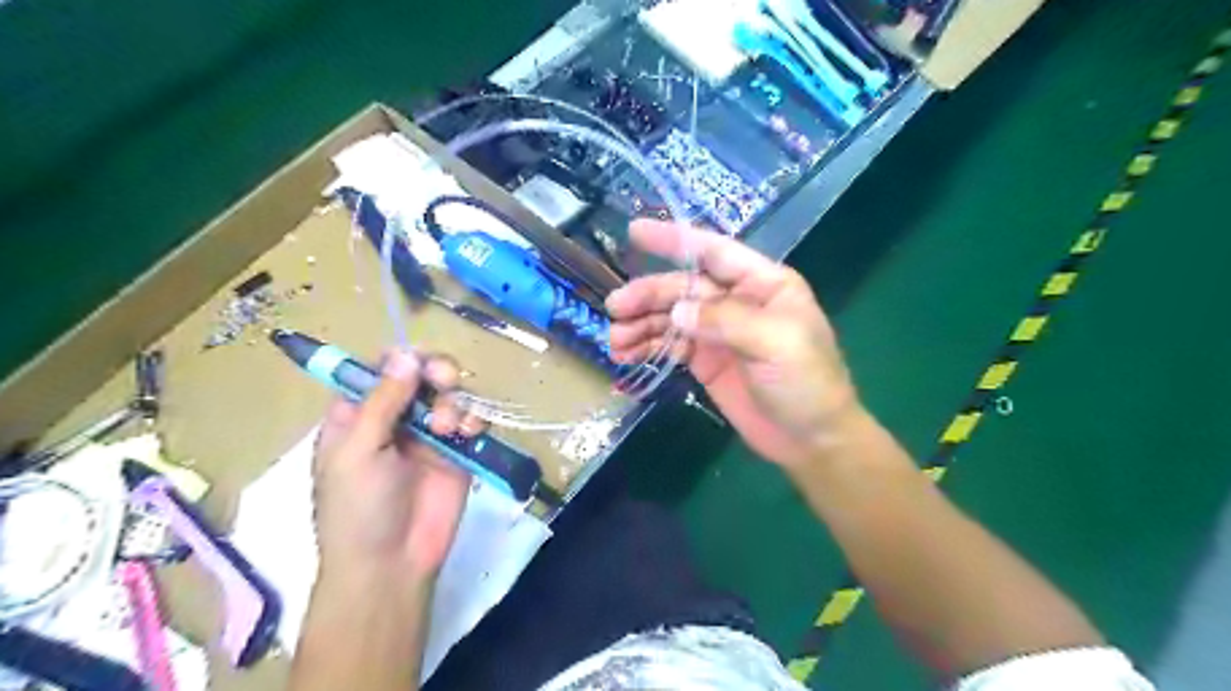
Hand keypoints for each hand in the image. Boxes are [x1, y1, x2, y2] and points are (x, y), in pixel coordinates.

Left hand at [314, 350, 481, 588]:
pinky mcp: (459, 451)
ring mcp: (430, 434)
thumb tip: (406, 354)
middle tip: (444, 380)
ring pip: (452, 393)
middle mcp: (396, 418)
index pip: (380, 369)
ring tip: (450, 427)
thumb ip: (383, 401)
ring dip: (455, 400)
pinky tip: (467, 435)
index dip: (400, 358)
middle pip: (422, 374)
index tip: (417, 362)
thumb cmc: (357, 509)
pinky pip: (473, 421)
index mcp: (359, 415)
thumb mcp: (357, 452)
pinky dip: (474, 420)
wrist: (391, 565)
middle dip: (436, 371)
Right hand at [607, 221, 857, 470]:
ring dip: (641, 324)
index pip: (714, 252)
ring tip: (615, 340)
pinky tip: (627, 355)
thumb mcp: (776, 343)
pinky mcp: (706, 360)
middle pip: (684, 288)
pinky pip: (670, 345)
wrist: (811, 440)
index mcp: (763, 284)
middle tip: (615, 309)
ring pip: (672, 317)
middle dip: (648, 295)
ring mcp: (719, 332)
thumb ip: (726, 320)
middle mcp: (737, 301)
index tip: (635, 232)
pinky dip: (647, 347)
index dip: (675, 240)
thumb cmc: (807, 383)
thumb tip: (676, 312)